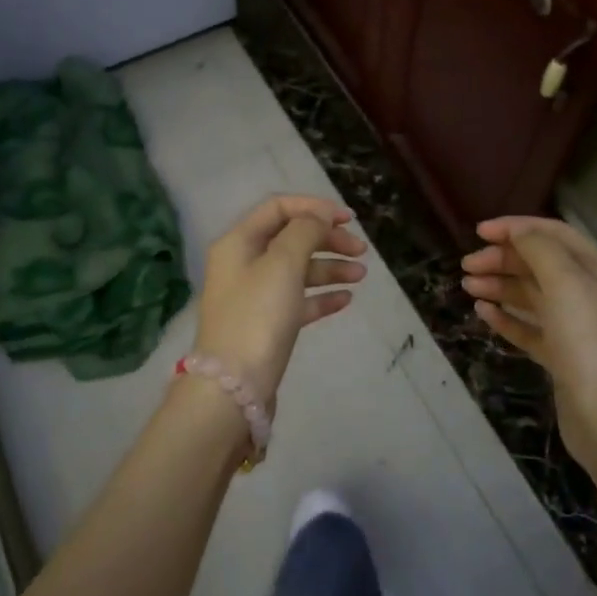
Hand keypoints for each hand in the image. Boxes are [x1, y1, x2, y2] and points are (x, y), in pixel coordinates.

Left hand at [194, 195, 366, 401]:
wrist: (234, 387)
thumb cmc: (258, 315)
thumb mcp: (283, 263)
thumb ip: (304, 231)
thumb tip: (318, 217)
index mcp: (239, 242)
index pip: (278, 208)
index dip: (314, 208)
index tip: (348, 219)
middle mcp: (242, 264)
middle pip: (290, 238)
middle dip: (327, 239)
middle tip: (361, 250)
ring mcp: (253, 296)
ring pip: (297, 270)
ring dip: (330, 268)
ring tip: (362, 276)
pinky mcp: (265, 325)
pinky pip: (297, 300)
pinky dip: (321, 296)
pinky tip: (346, 299)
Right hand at [462, 216, 596, 483]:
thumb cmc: (591, 342)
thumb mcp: (566, 283)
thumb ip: (540, 249)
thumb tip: (517, 231)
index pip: (554, 234)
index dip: (516, 227)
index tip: (478, 231)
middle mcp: (590, 293)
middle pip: (540, 264)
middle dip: (503, 259)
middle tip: (467, 266)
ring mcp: (577, 328)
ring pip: (532, 296)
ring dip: (500, 286)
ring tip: (468, 288)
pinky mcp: (563, 358)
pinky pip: (530, 329)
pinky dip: (506, 318)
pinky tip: (483, 313)